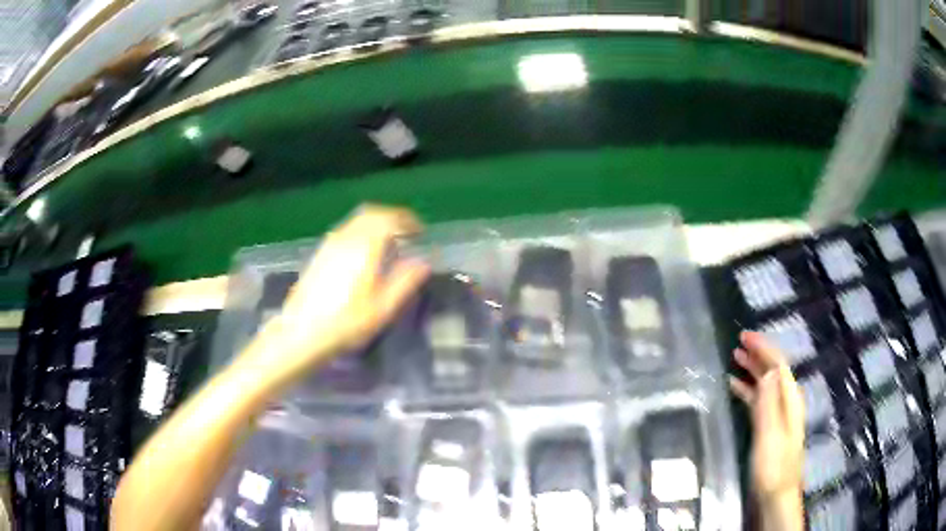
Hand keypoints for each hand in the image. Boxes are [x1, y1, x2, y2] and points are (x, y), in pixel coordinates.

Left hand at [253, 205, 429, 375]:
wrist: (302, 332)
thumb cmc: (346, 323)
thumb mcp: (383, 308)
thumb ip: (405, 281)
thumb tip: (423, 263)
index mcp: (364, 247)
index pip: (389, 218)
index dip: (407, 220)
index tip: (420, 232)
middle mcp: (346, 238)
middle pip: (372, 213)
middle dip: (392, 218)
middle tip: (407, 232)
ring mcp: (330, 244)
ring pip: (357, 220)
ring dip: (377, 224)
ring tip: (390, 243)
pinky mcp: (320, 253)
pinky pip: (346, 230)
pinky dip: (362, 232)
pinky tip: (365, 253)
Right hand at [729, 331, 804, 500]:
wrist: (776, 495)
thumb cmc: (773, 466)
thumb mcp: (770, 435)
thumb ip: (770, 403)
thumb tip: (768, 370)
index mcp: (789, 400)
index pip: (778, 365)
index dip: (764, 348)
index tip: (745, 336)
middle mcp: (786, 403)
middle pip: (773, 371)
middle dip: (758, 354)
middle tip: (738, 341)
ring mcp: (778, 416)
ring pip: (765, 384)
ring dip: (752, 369)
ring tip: (735, 357)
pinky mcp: (768, 427)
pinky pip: (758, 399)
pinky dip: (748, 389)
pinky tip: (735, 387)